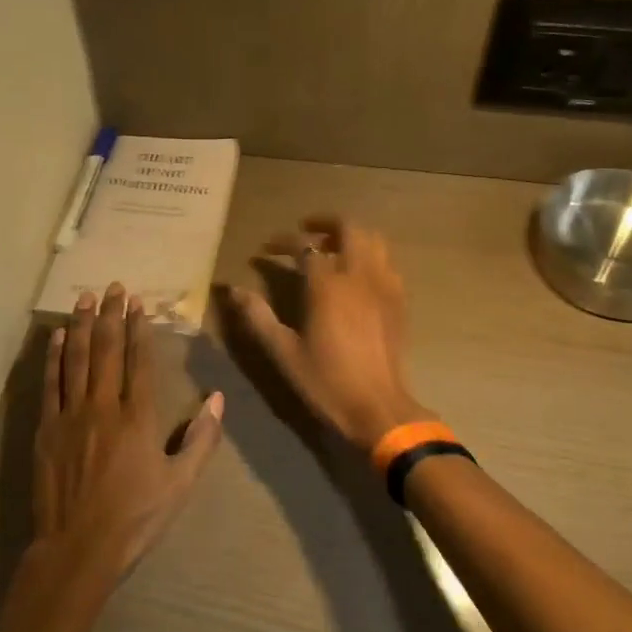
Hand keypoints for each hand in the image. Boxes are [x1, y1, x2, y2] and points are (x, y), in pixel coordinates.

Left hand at [33, 283, 223, 583]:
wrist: (78, 548)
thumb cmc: (136, 517)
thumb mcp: (180, 483)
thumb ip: (201, 439)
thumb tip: (219, 399)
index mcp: (138, 418)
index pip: (139, 361)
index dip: (138, 328)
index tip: (137, 303)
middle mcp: (103, 407)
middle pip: (106, 350)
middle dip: (110, 315)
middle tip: (112, 287)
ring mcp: (70, 415)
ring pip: (76, 359)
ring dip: (80, 325)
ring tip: (84, 298)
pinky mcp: (46, 429)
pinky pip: (50, 384)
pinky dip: (53, 357)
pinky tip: (56, 337)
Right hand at [228, 216, 431, 452]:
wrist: (378, 408)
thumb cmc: (326, 381)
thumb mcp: (283, 351)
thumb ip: (257, 316)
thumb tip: (232, 290)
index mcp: (328, 285)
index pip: (305, 247)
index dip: (283, 243)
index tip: (266, 251)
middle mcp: (359, 276)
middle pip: (349, 228)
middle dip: (325, 223)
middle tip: (305, 232)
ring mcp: (385, 286)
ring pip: (373, 240)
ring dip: (350, 237)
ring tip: (331, 249)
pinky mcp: (399, 301)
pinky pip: (386, 263)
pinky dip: (369, 256)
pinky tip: (356, 276)